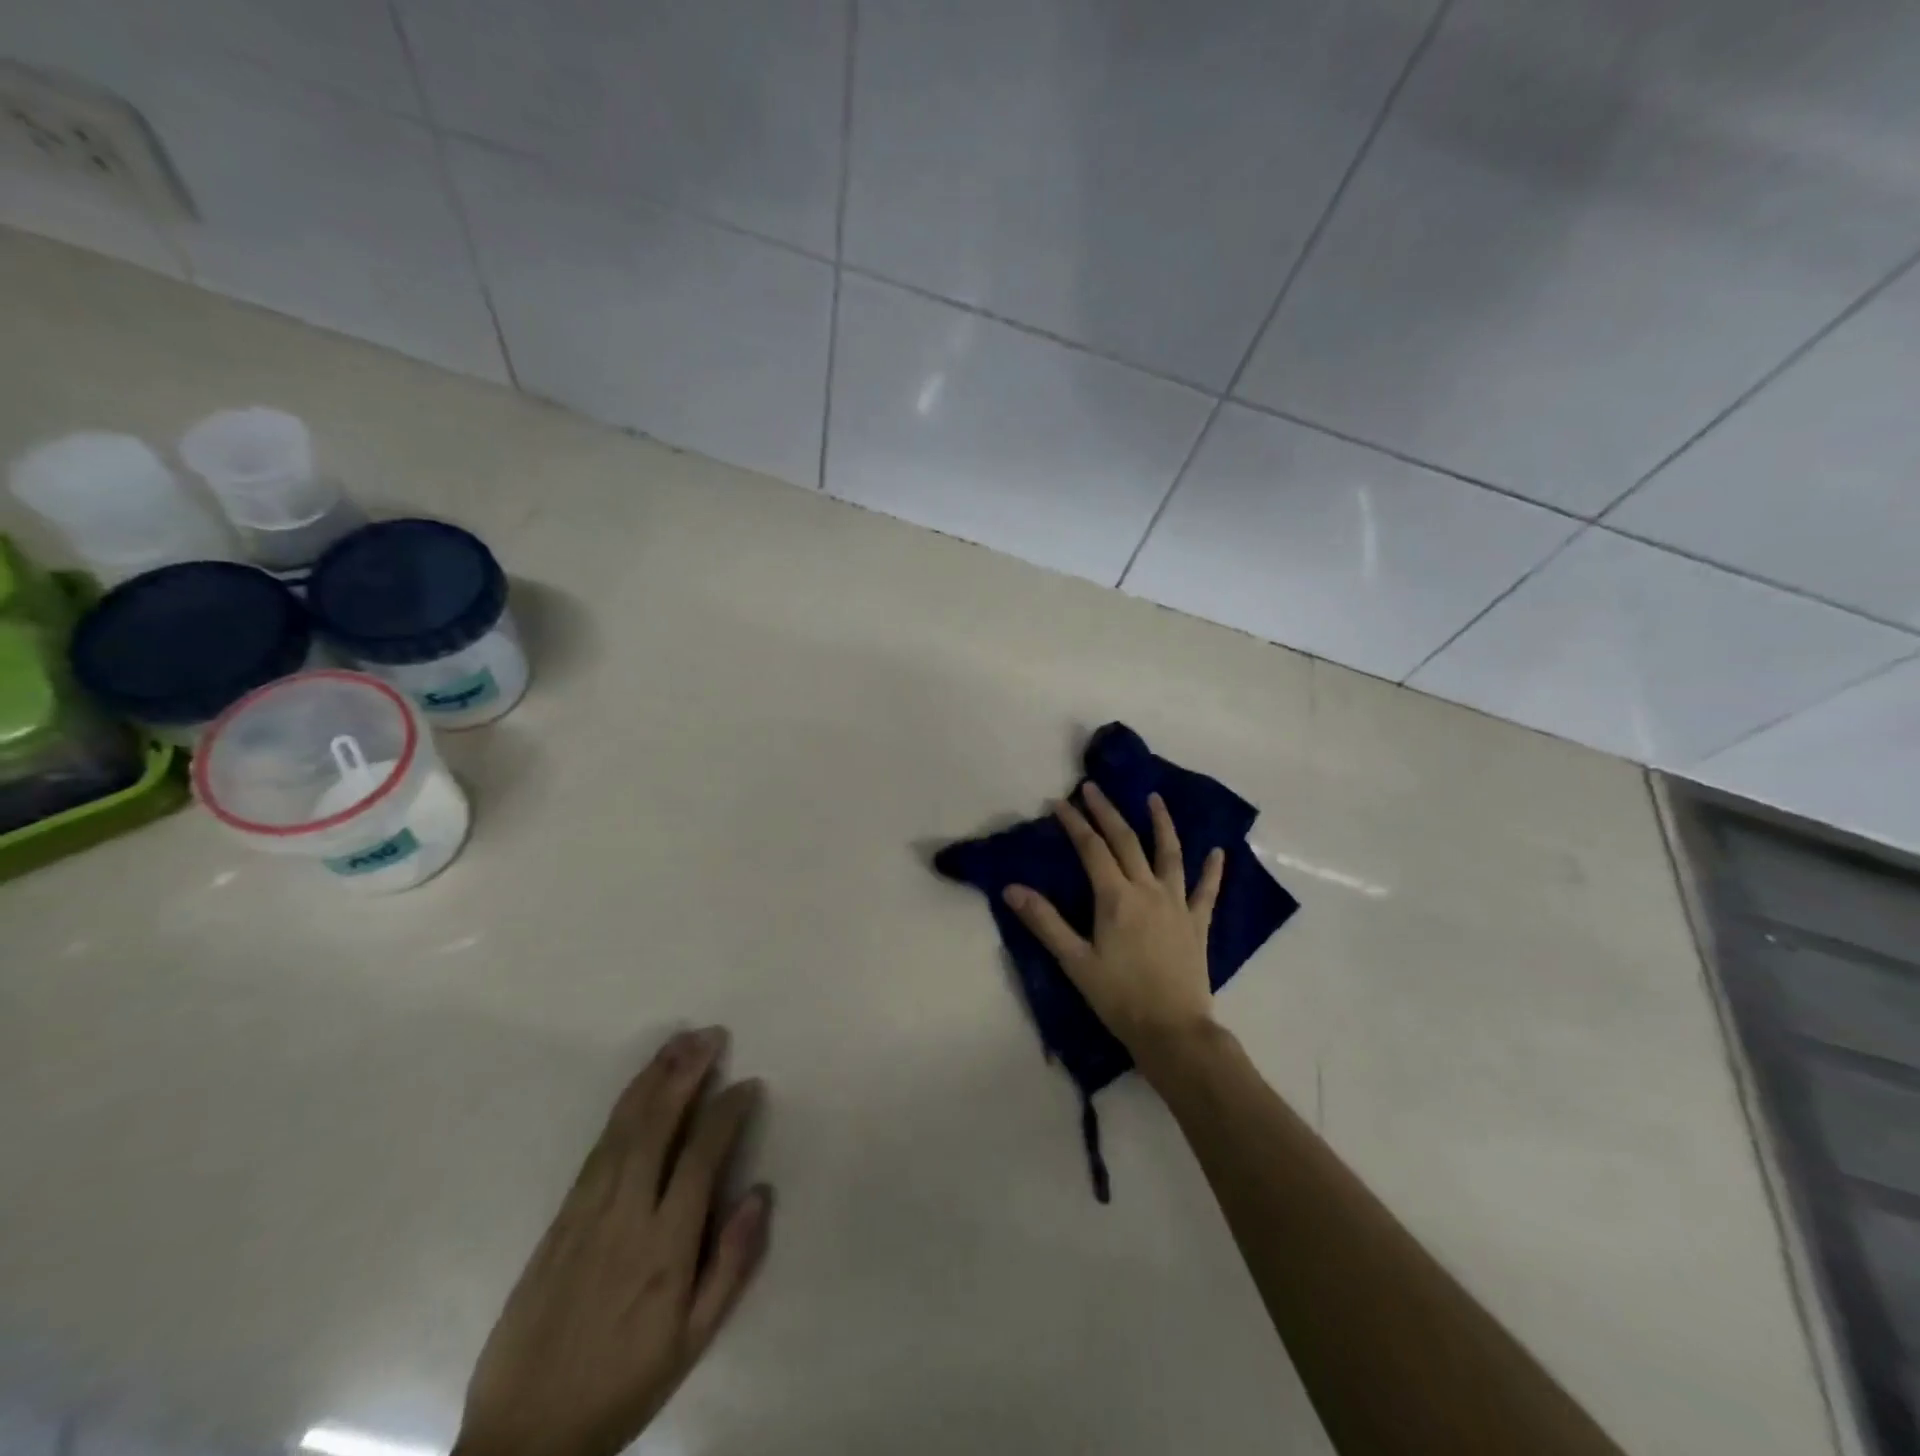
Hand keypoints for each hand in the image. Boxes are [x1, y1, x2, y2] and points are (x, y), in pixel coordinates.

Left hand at [455, 1027, 770, 1455]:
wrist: (523, 1438)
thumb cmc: (623, 1384)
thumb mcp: (692, 1342)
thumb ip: (731, 1265)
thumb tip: (760, 1193)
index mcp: (663, 1249)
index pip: (700, 1158)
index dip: (727, 1113)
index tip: (748, 1085)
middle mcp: (624, 1217)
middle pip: (656, 1127)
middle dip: (686, 1074)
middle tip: (712, 1036)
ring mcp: (586, 1213)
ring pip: (623, 1128)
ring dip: (654, 1078)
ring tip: (680, 1042)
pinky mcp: (560, 1218)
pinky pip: (597, 1148)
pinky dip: (623, 1108)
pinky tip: (639, 1087)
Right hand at [1003, 783, 1224, 1073]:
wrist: (1173, 1031)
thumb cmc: (1119, 998)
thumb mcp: (1075, 961)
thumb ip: (1045, 922)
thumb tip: (1012, 889)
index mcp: (1116, 898)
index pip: (1092, 849)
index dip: (1075, 823)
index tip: (1059, 803)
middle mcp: (1148, 890)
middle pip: (1126, 841)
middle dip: (1107, 812)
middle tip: (1093, 787)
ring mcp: (1177, 904)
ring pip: (1170, 854)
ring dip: (1161, 823)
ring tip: (1154, 798)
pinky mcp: (1198, 923)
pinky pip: (1207, 891)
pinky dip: (1213, 870)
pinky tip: (1218, 852)